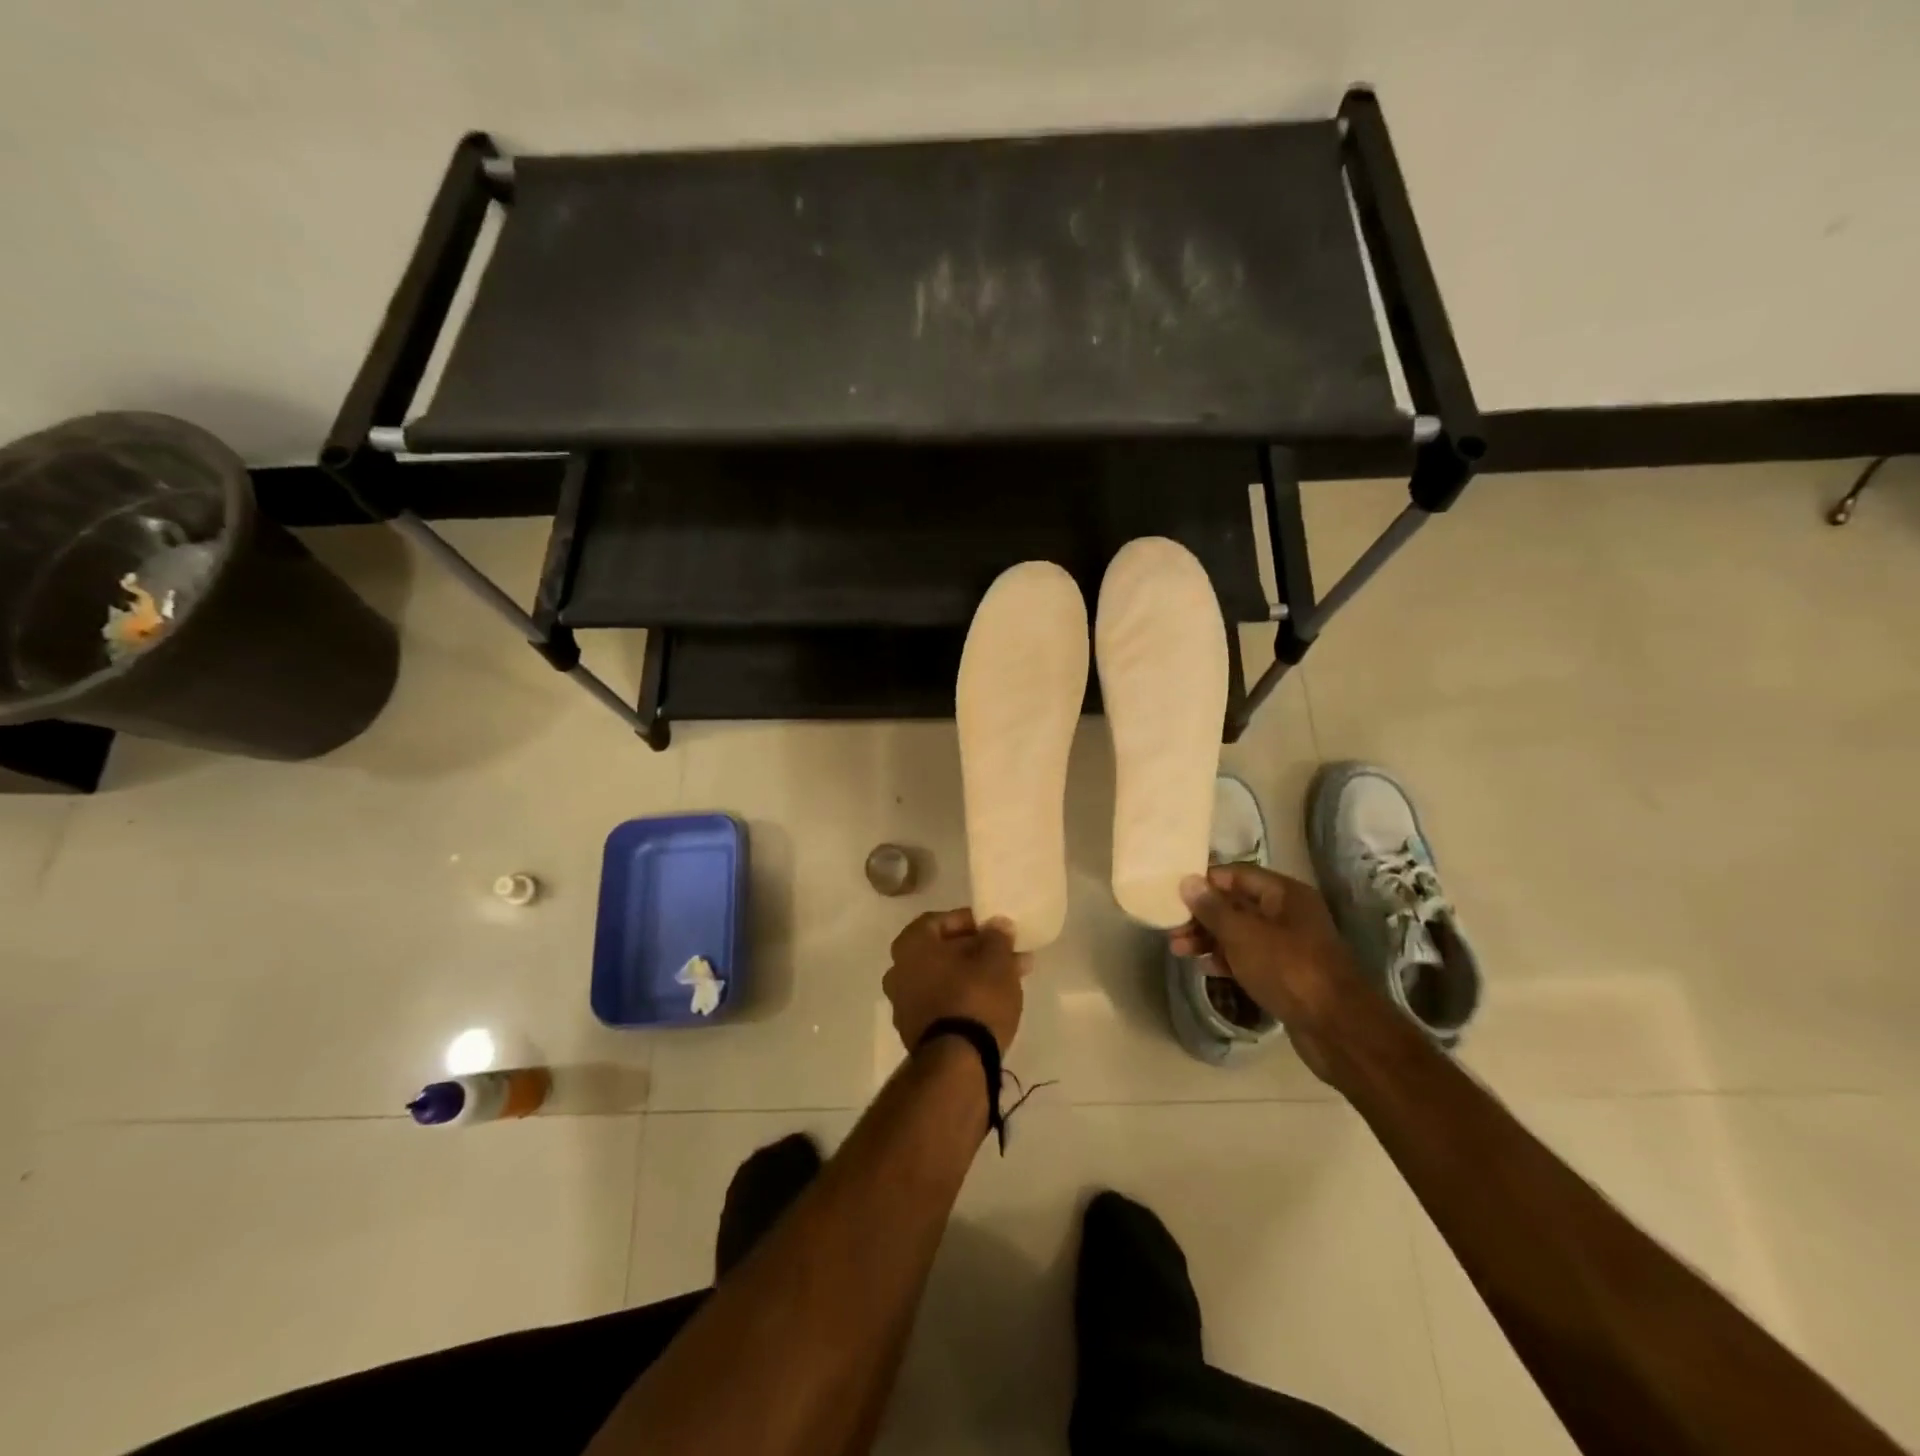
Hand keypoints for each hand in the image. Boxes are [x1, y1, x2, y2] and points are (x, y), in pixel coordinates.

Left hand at [884, 908, 1027, 1055]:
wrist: (957, 1062)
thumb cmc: (974, 997)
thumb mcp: (996, 959)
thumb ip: (997, 936)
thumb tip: (997, 925)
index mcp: (910, 945)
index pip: (938, 921)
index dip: (968, 921)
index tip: (993, 928)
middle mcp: (898, 971)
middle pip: (942, 951)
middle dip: (976, 951)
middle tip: (1007, 954)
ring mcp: (903, 1004)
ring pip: (944, 979)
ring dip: (974, 975)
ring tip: (1009, 979)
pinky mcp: (915, 1032)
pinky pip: (942, 1003)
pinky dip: (964, 998)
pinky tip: (992, 1003)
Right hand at [1171, 864, 1363, 1080]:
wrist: (1337, 1029)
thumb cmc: (1288, 969)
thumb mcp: (1243, 934)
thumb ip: (1212, 908)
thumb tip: (1187, 881)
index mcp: (1284, 894)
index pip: (1236, 874)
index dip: (1204, 882)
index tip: (1173, 894)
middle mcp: (1288, 914)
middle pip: (1236, 904)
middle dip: (1202, 915)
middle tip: (1171, 928)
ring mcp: (1289, 946)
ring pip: (1240, 933)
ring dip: (1209, 939)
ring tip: (1178, 950)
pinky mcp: (1286, 975)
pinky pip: (1249, 958)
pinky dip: (1226, 960)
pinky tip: (1205, 969)